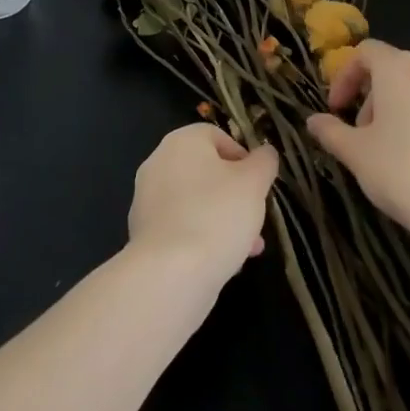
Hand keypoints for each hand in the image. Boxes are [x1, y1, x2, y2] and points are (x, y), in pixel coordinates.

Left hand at [127, 124, 279, 284]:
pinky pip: (182, 227)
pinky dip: (202, 237)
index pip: (216, 136)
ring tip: (249, 247)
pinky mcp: (144, 234)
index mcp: (181, 141)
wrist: (169, 274)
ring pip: (196, 202)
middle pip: (206, 171)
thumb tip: (265, 153)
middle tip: (255, 216)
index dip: (243, 156)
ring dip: (223, 219)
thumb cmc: (216, 215)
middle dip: (235, 194)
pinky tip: (225, 262)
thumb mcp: (254, 183)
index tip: (258, 182)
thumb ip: (264, 162)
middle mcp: (158, 163)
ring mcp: (147, 200)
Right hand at [307, 40, 409, 258]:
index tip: (335, 109)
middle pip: (392, 71)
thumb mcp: (356, 154)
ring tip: (390, 152)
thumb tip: (313, 121)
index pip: (365, 53)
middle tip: (360, 136)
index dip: (344, 77)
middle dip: (370, 99)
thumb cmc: (404, 173)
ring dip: (397, 111)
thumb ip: (331, 132)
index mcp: (399, 68)